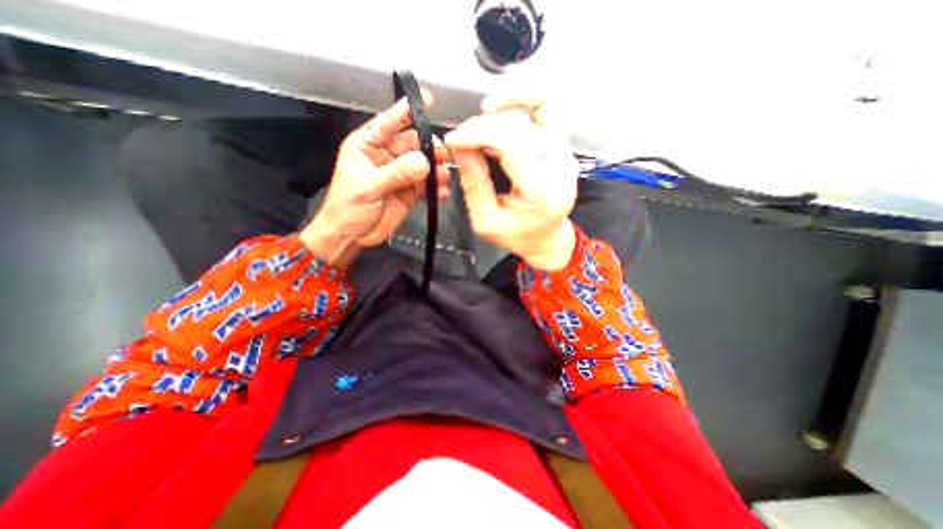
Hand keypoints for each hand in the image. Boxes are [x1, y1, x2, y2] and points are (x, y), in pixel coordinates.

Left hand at [303, 88, 448, 267]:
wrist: (352, 236)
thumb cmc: (348, 208)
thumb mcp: (367, 187)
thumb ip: (395, 173)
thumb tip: (424, 162)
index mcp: (368, 146)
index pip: (388, 123)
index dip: (405, 111)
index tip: (426, 101)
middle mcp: (386, 156)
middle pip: (413, 144)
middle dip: (429, 147)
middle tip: (442, 156)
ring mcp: (400, 174)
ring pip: (423, 164)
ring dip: (436, 169)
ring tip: (443, 178)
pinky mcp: (410, 191)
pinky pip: (427, 185)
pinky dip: (436, 188)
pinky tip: (441, 193)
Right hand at [447, 95, 578, 270]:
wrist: (546, 237)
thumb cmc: (517, 235)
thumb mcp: (486, 220)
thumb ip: (474, 183)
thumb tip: (460, 145)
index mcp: (541, 192)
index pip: (511, 145)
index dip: (478, 135)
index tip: (453, 139)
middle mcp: (559, 167)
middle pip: (519, 127)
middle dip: (483, 127)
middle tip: (461, 138)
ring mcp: (565, 153)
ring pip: (532, 113)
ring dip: (500, 113)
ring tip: (477, 126)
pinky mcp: (563, 145)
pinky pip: (546, 109)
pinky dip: (522, 99)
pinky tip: (500, 107)